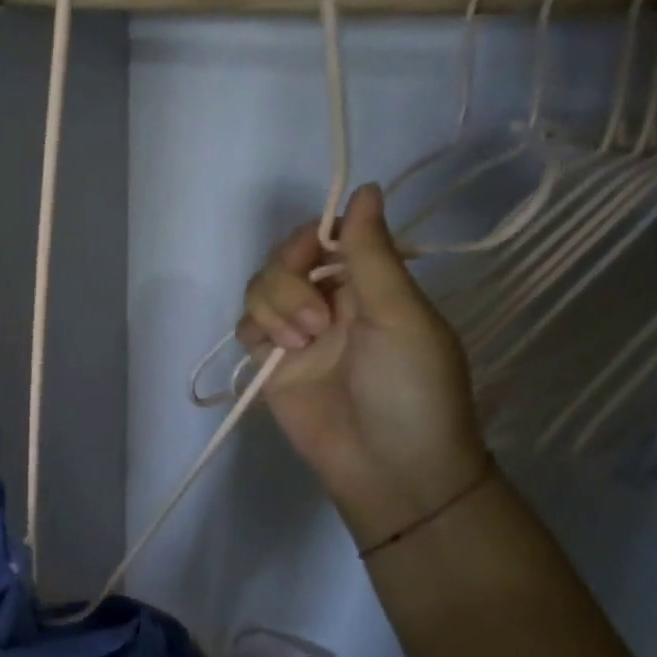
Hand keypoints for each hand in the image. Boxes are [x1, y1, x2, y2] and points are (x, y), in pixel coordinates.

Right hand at [238, 184, 485, 546]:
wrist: (389, 467)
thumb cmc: (411, 388)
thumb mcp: (401, 315)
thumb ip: (372, 254)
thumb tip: (365, 188)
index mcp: (370, 284)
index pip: (327, 237)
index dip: (312, 236)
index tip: (314, 249)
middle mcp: (329, 301)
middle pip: (284, 259)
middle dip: (288, 279)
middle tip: (315, 318)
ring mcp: (296, 332)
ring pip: (259, 288)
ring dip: (274, 307)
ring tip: (301, 343)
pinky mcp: (270, 362)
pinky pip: (245, 325)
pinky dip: (255, 328)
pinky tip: (276, 350)